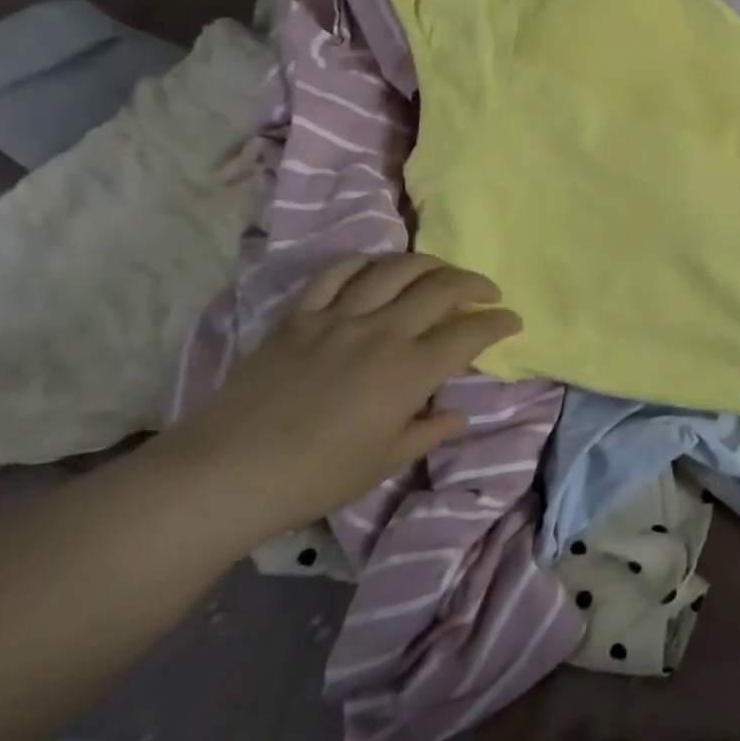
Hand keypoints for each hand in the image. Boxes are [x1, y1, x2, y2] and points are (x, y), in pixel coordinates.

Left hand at [155, 254, 521, 545]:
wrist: (227, 473)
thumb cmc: (317, 476)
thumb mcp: (386, 462)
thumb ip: (429, 431)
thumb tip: (457, 413)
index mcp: (410, 371)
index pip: (470, 332)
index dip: (499, 322)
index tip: (512, 321)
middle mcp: (382, 332)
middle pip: (441, 287)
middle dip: (474, 284)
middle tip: (487, 293)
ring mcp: (338, 318)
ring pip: (394, 269)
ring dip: (428, 264)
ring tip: (440, 272)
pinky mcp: (299, 317)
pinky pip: (337, 275)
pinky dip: (364, 265)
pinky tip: (376, 270)